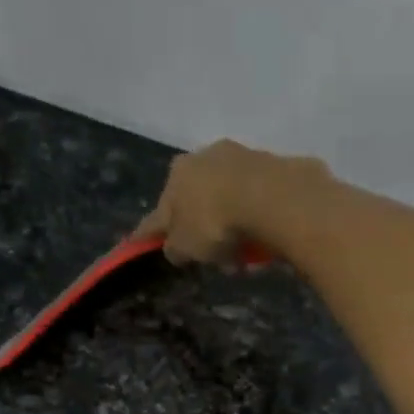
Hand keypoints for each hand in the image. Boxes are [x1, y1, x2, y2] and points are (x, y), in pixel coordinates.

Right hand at [134, 139, 327, 265]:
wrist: (270, 197)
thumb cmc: (215, 222)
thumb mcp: (185, 246)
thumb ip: (175, 248)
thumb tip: (174, 248)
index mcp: (176, 175)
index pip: (158, 211)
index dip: (150, 232)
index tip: (143, 243)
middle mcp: (203, 158)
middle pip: (196, 201)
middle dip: (201, 229)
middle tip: (211, 256)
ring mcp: (238, 157)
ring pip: (227, 200)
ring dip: (231, 226)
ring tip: (241, 255)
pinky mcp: (270, 165)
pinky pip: (255, 201)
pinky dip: (253, 220)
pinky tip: (261, 240)